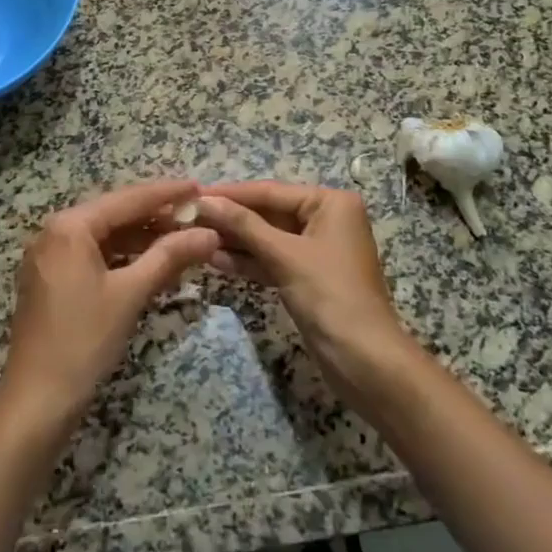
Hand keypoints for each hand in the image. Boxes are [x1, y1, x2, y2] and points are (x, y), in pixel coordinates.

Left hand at [0, 179, 219, 429]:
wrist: (37, 399)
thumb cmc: (84, 340)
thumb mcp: (131, 293)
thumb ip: (169, 256)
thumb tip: (209, 233)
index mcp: (69, 226)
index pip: (127, 199)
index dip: (166, 193)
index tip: (199, 188)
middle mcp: (54, 232)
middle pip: (114, 214)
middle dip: (155, 216)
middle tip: (195, 215)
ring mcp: (49, 256)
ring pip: (104, 236)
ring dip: (141, 238)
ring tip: (181, 239)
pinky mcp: (51, 279)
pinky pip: (93, 255)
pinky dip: (122, 257)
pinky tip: (151, 263)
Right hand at [195, 182, 416, 395]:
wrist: (363, 359)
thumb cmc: (329, 294)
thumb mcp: (284, 255)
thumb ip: (243, 225)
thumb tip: (205, 201)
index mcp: (331, 203)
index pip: (270, 191)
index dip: (231, 194)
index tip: (193, 194)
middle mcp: (326, 219)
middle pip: (268, 213)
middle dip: (231, 218)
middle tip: (188, 218)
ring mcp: (317, 249)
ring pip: (268, 238)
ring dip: (235, 240)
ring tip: (194, 238)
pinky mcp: (307, 276)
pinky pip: (273, 260)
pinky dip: (248, 261)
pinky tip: (214, 260)